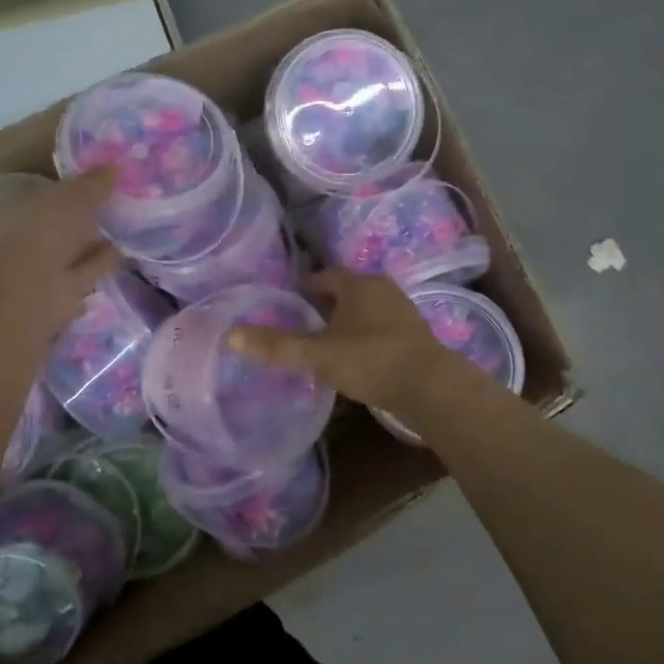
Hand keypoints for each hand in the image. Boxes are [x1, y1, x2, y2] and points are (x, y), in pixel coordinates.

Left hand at [0, 169, 122, 336]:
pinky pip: (85, 275)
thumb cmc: (41, 231)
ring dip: (97, 246)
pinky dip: (100, 268)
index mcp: (22, 208)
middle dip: (88, 220)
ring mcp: (43, 269)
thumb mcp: (72, 197)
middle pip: (65, 226)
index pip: (51, 194)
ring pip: (76, 252)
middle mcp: (30, 237)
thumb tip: (118, 166)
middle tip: (121, 208)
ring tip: (127, 234)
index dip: (76, 189)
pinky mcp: (59, 296)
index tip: (104, 184)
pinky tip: (122, 259)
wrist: (26, 290)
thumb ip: (94, 184)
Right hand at [227, 269, 471, 415]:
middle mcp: (382, 289)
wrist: (432, 388)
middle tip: (299, 324)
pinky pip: (379, 330)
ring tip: (322, 343)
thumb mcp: (318, 354)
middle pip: (345, 292)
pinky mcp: (414, 338)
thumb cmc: (371, 360)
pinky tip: (353, 360)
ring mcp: (402, 313)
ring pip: (364, 311)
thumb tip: (231, 335)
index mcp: (358, 284)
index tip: (285, 302)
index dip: (303, 286)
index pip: (324, 275)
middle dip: (323, 305)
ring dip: (344, 323)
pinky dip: (363, 339)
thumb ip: (277, 346)